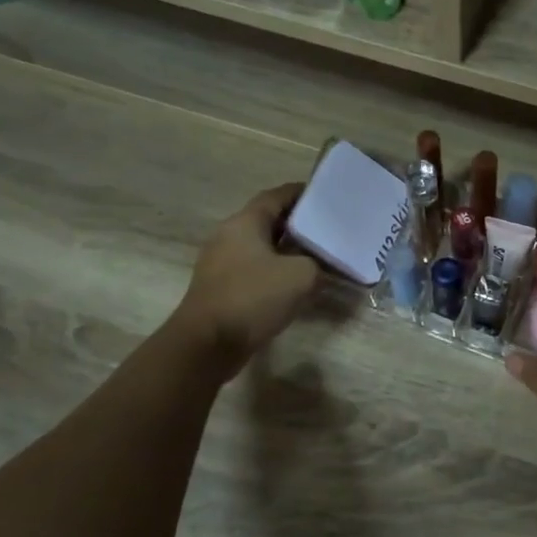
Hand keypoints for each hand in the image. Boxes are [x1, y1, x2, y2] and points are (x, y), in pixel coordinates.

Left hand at [171, 183, 318, 381]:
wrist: (208, 343)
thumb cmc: (254, 297)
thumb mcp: (302, 276)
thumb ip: (318, 263)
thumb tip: (319, 264)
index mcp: (245, 222)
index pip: (276, 196)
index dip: (302, 193)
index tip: (327, 196)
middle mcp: (229, 235)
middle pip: (268, 220)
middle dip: (298, 223)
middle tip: (327, 229)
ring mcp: (221, 262)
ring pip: (261, 246)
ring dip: (287, 250)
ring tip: (317, 257)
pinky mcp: (221, 287)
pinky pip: (254, 269)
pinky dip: (275, 270)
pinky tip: (295, 284)